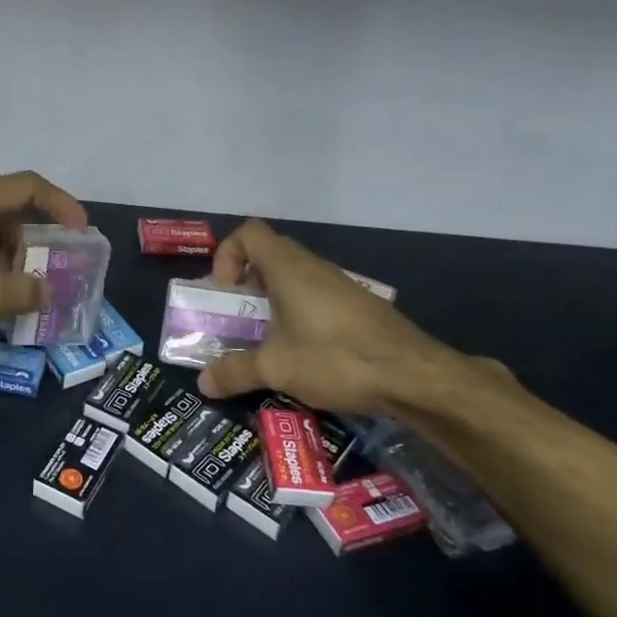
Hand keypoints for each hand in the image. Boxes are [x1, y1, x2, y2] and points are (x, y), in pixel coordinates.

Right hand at [196, 219, 491, 416]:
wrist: (414, 375)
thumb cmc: (335, 358)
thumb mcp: (276, 369)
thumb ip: (235, 372)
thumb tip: (203, 383)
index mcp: (288, 269)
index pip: (249, 233)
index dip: (228, 254)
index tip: (226, 291)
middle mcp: (314, 267)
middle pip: (270, 253)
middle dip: (247, 280)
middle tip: (240, 315)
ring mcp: (341, 284)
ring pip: (296, 275)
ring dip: (275, 298)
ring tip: (269, 337)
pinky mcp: (359, 305)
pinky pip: (318, 294)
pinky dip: (301, 311)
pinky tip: (305, 350)